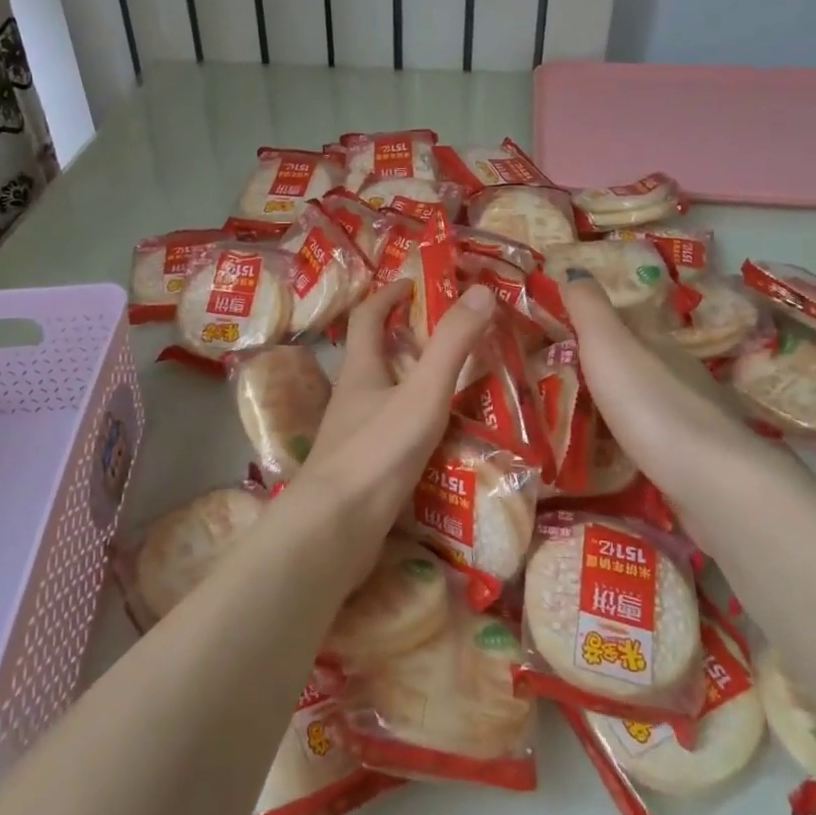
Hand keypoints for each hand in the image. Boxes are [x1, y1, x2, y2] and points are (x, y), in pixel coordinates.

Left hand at [302, 278, 497, 516]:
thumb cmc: (377, 452)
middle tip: (448, 337)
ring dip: (411, 384)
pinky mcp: (361, 470)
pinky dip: (414, 425)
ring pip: (383, 397)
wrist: (334, 530)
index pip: (368, 317)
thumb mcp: (423, 393)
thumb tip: (481, 290)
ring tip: (455, 387)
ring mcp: (352, 436)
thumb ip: (452, 345)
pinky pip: (390, 433)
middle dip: (404, 340)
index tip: (414, 283)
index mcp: (360, 371)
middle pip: (374, 356)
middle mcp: (351, 398)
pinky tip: (439, 441)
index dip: (388, 295)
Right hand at [559, 273, 748, 495]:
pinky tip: (617, 450)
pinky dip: (635, 437)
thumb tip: (572, 270)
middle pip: (641, 360)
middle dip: (609, 363)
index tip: (565, 327)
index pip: (629, 321)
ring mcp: (693, 419)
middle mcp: (681, 374)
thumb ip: (589, 309)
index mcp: (660, 343)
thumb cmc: (652, 404)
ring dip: (622, 402)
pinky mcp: (695, 462)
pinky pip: (656, 439)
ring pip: (650, 400)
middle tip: (564, 373)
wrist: (712, 481)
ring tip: (582, 414)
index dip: (600, 320)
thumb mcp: (609, 346)